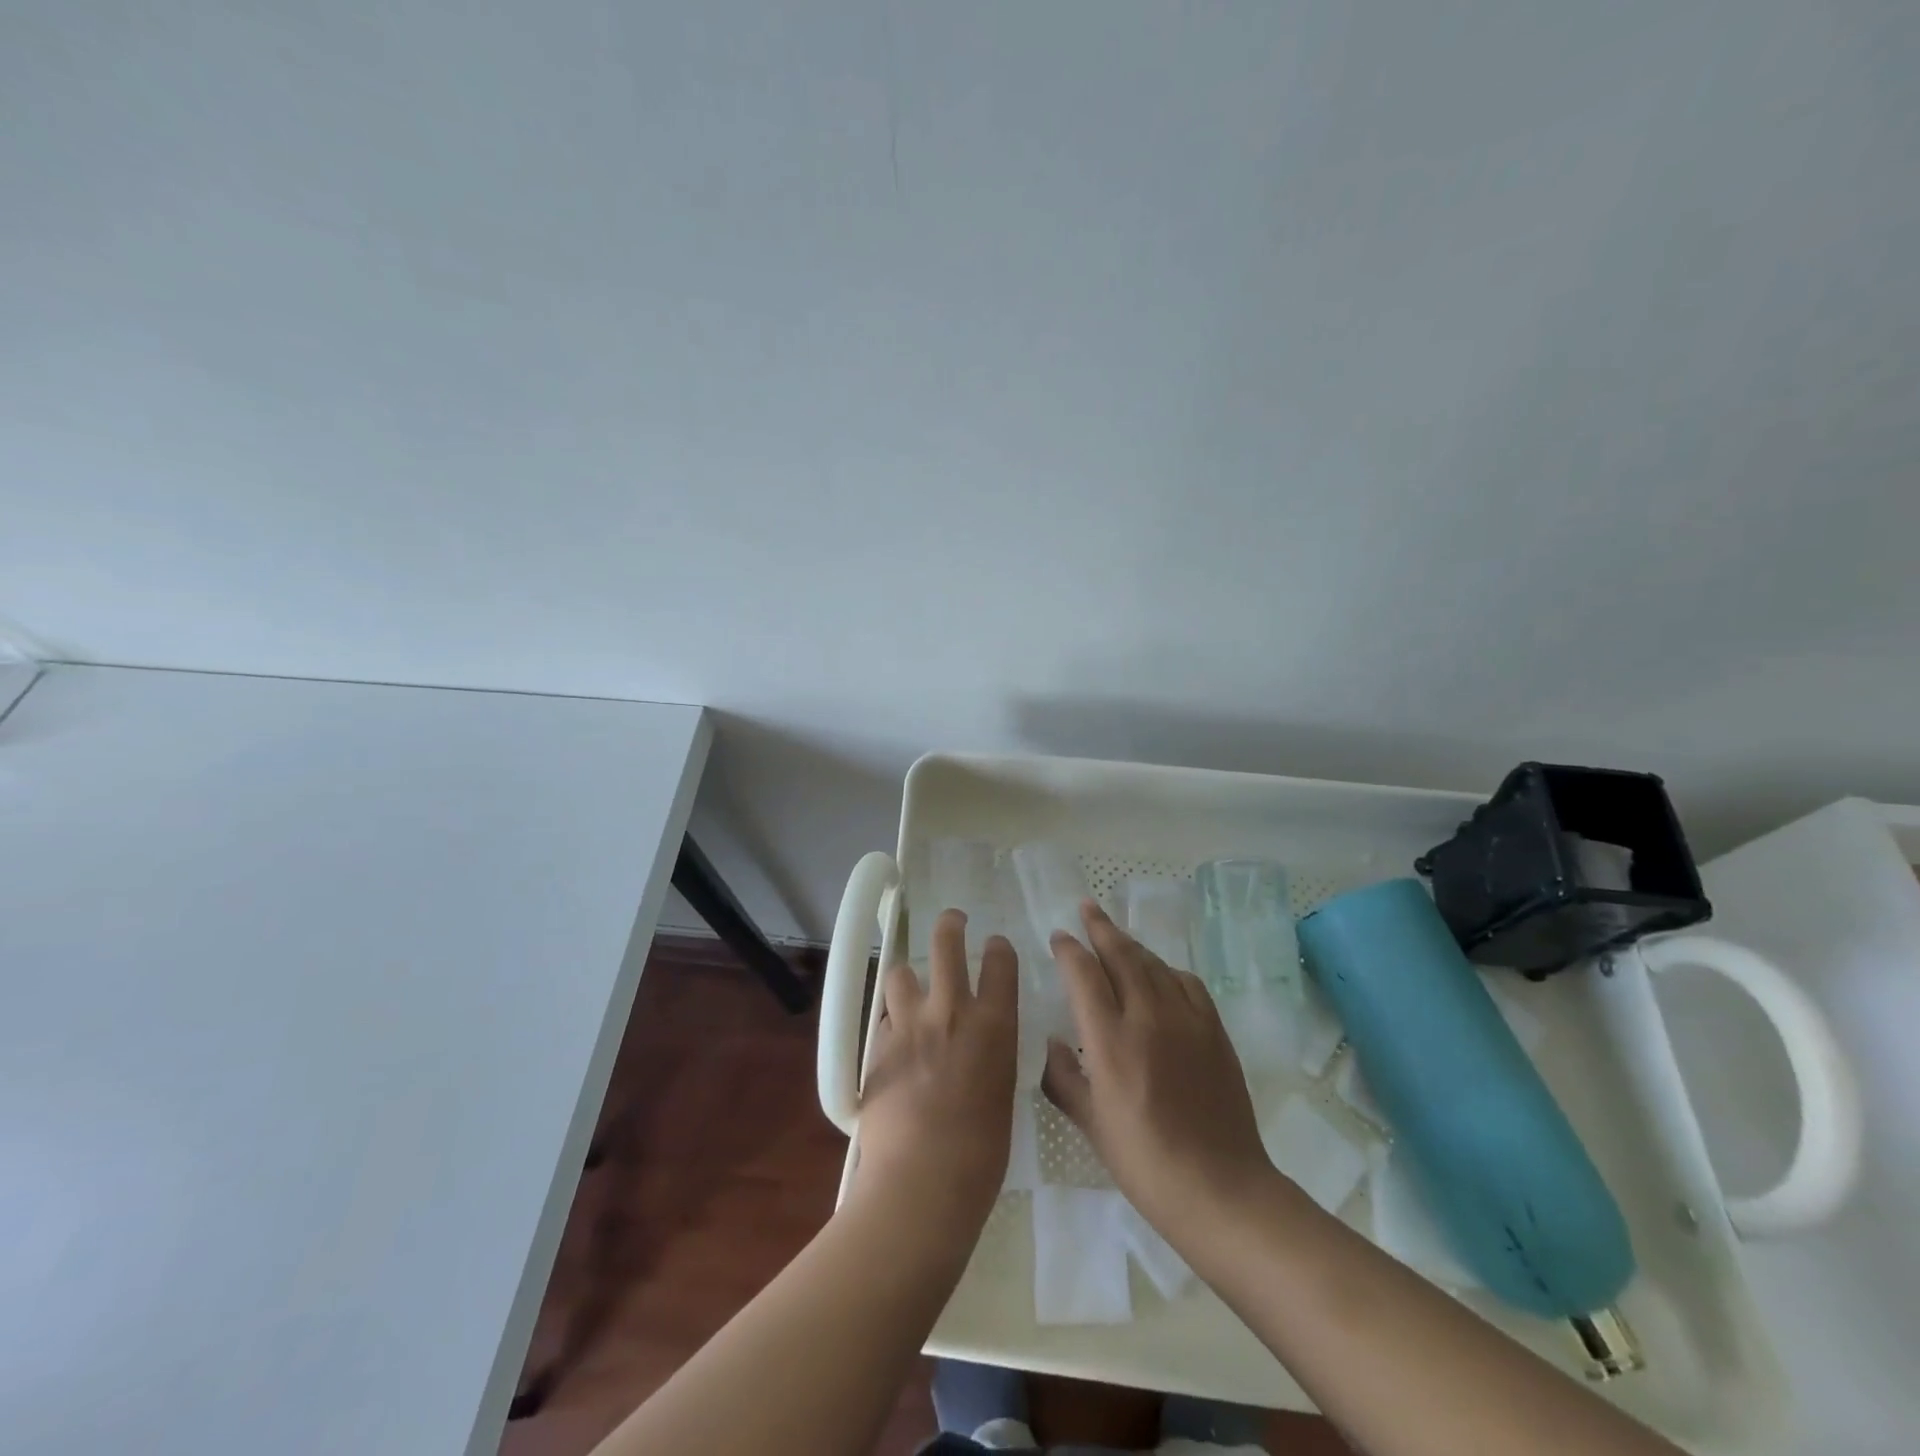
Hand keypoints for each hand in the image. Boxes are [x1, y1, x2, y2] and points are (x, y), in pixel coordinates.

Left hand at [853, 909, 1017, 1240]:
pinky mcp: (877, 1045)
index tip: (994, 945)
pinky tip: (893, 1039)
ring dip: (908, 978)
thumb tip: (981, 1045)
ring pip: (901, 973)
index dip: (997, 948)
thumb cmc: (980, 1154)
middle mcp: (951, 1011)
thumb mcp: (1001, 1092)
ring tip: (910, 989)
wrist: (921, 1182)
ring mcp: (910, 1024)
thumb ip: (991, 1056)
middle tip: (952, 921)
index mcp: (994, 1025)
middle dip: (949, 925)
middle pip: (946, 943)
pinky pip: (883, 1017)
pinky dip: (890, 1021)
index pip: (1000, 961)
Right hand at [1041, 900, 1274, 1243]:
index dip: (1069, 949)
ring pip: (1153, 963)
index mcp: (1109, 1040)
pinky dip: (1166, 970)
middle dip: (1100, 927)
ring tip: (1116, 936)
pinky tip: (1160, 975)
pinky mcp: (1214, 1030)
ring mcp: (1186, 1020)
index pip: (1083, 974)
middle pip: (1120, 955)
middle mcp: (1147, 1016)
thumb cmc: (1145, 1162)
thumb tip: (1050, 1043)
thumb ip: (1063, 1078)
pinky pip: (1187, 983)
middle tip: (1086, 908)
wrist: (1221, 1189)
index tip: (1059, 937)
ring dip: (1131, 945)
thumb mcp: (1091, 1125)